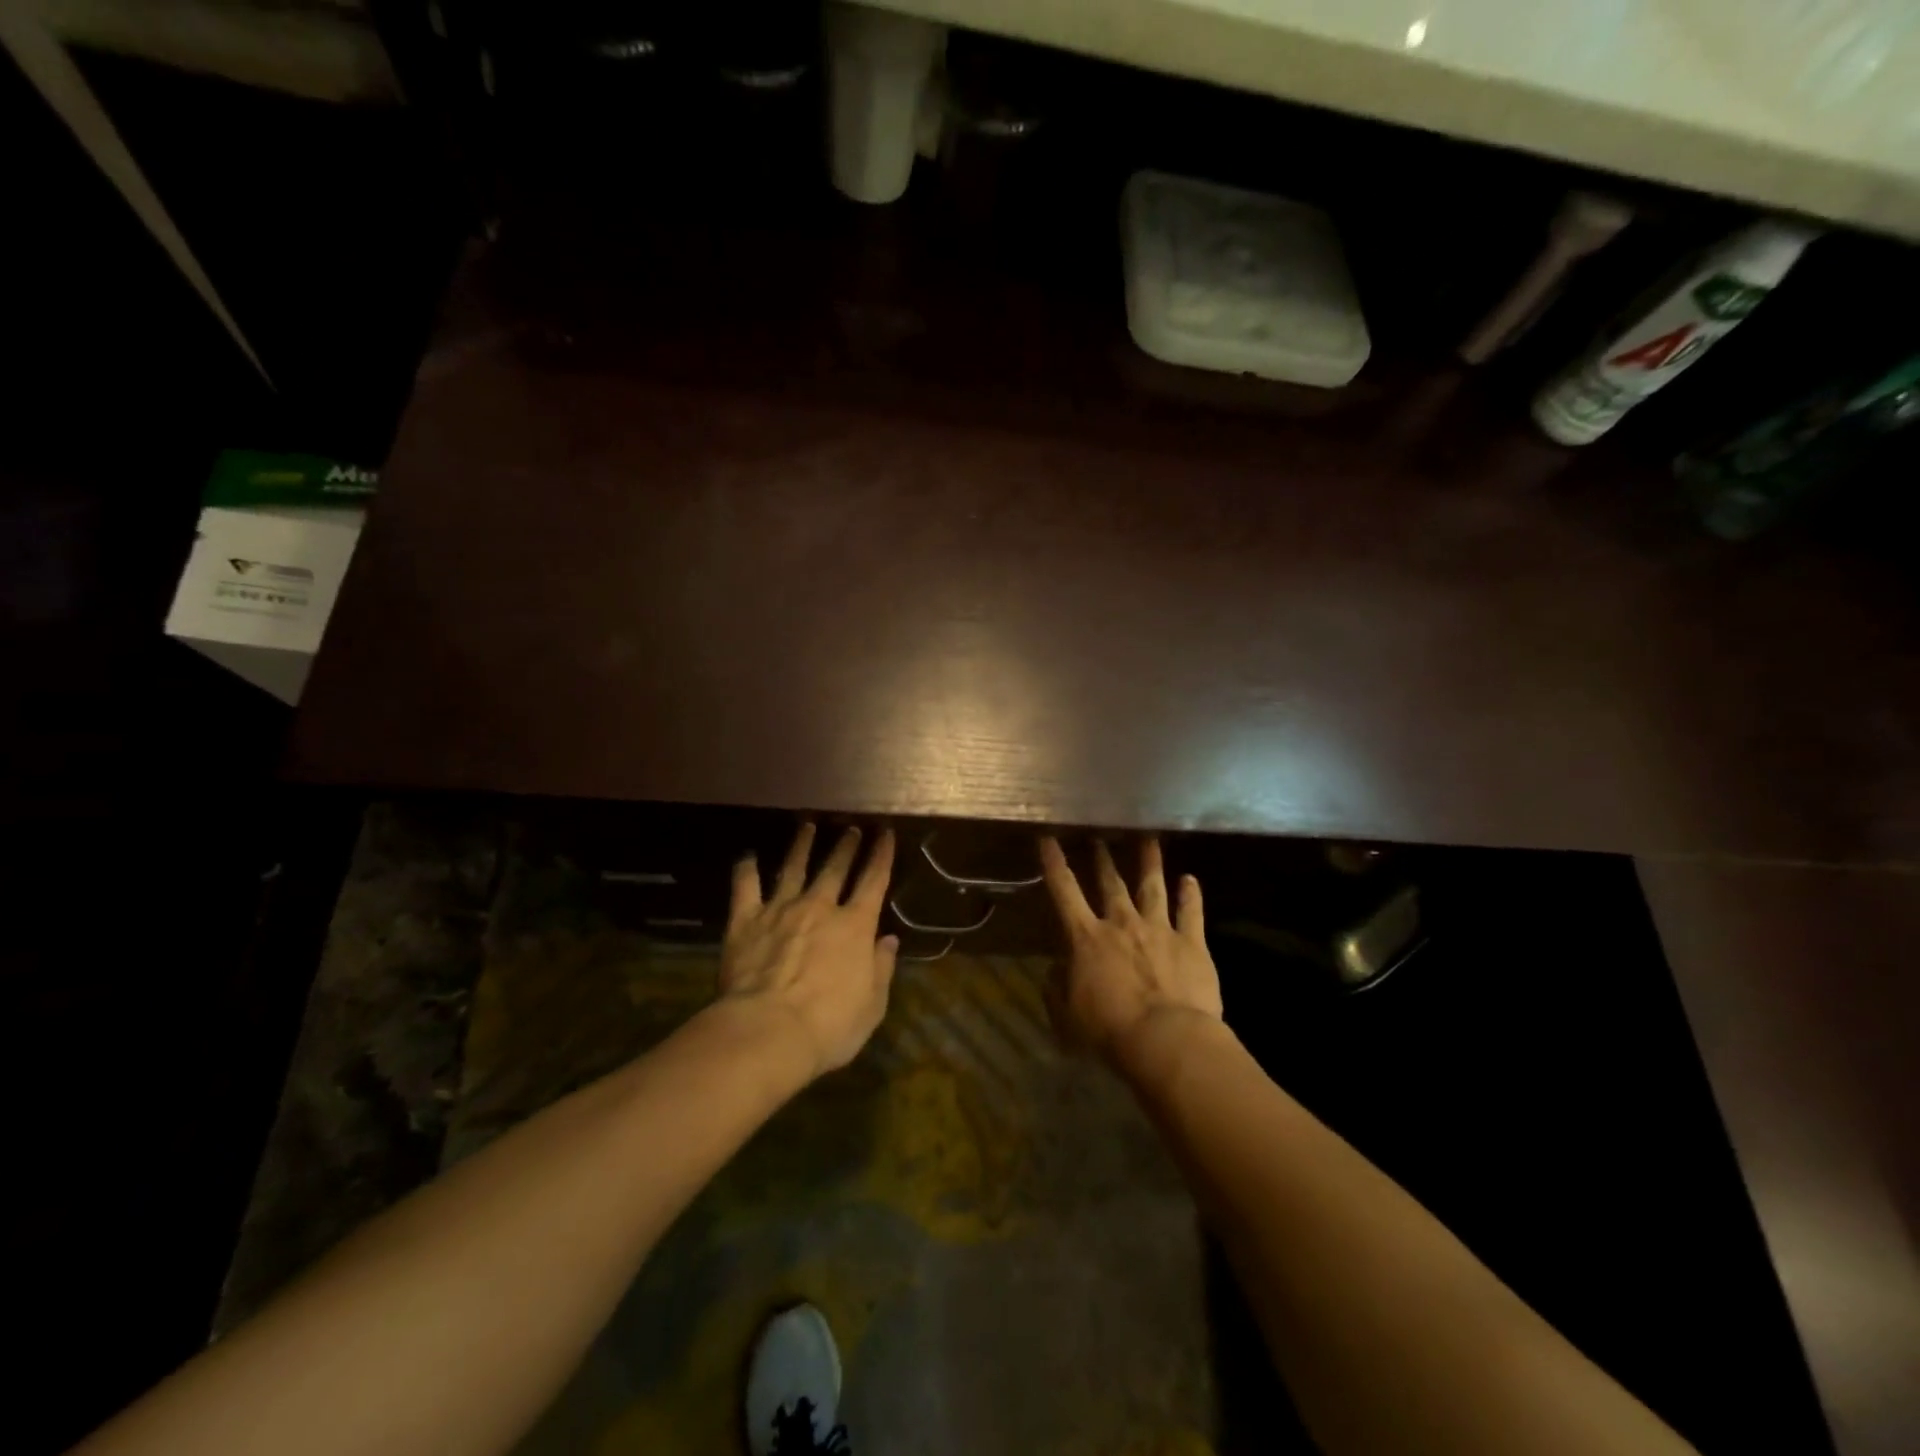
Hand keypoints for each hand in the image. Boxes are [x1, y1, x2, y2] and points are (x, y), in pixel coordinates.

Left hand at [720, 824, 898, 1079]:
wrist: (768, 1032)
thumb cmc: (829, 1026)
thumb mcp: (872, 1005)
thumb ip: (881, 968)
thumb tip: (888, 940)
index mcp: (855, 926)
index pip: (874, 880)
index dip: (882, 855)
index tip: (886, 833)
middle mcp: (820, 907)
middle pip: (835, 867)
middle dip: (846, 845)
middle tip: (851, 828)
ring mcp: (780, 910)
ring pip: (793, 867)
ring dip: (802, 845)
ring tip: (808, 826)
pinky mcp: (745, 921)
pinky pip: (745, 887)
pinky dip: (746, 869)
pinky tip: (747, 855)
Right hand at [1039, 836, 1222, 1059]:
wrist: (1166, 1039)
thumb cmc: (1110, 1030)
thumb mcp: (1067, 1017)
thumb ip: (1057, 990)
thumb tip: (1054, 971)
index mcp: (1087, 938)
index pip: (1064, 891)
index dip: (1054, 862)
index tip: (1048, 836)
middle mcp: (1122, 923)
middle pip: (1111, 883)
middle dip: (1103, 857)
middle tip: (1100, 835)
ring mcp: (1159, 929)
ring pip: (1153, 887)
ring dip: (1149, 862)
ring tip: (1149, 838)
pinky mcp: (1191, 943)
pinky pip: (1191, 913)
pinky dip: (1191, 895)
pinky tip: (1190, 879)